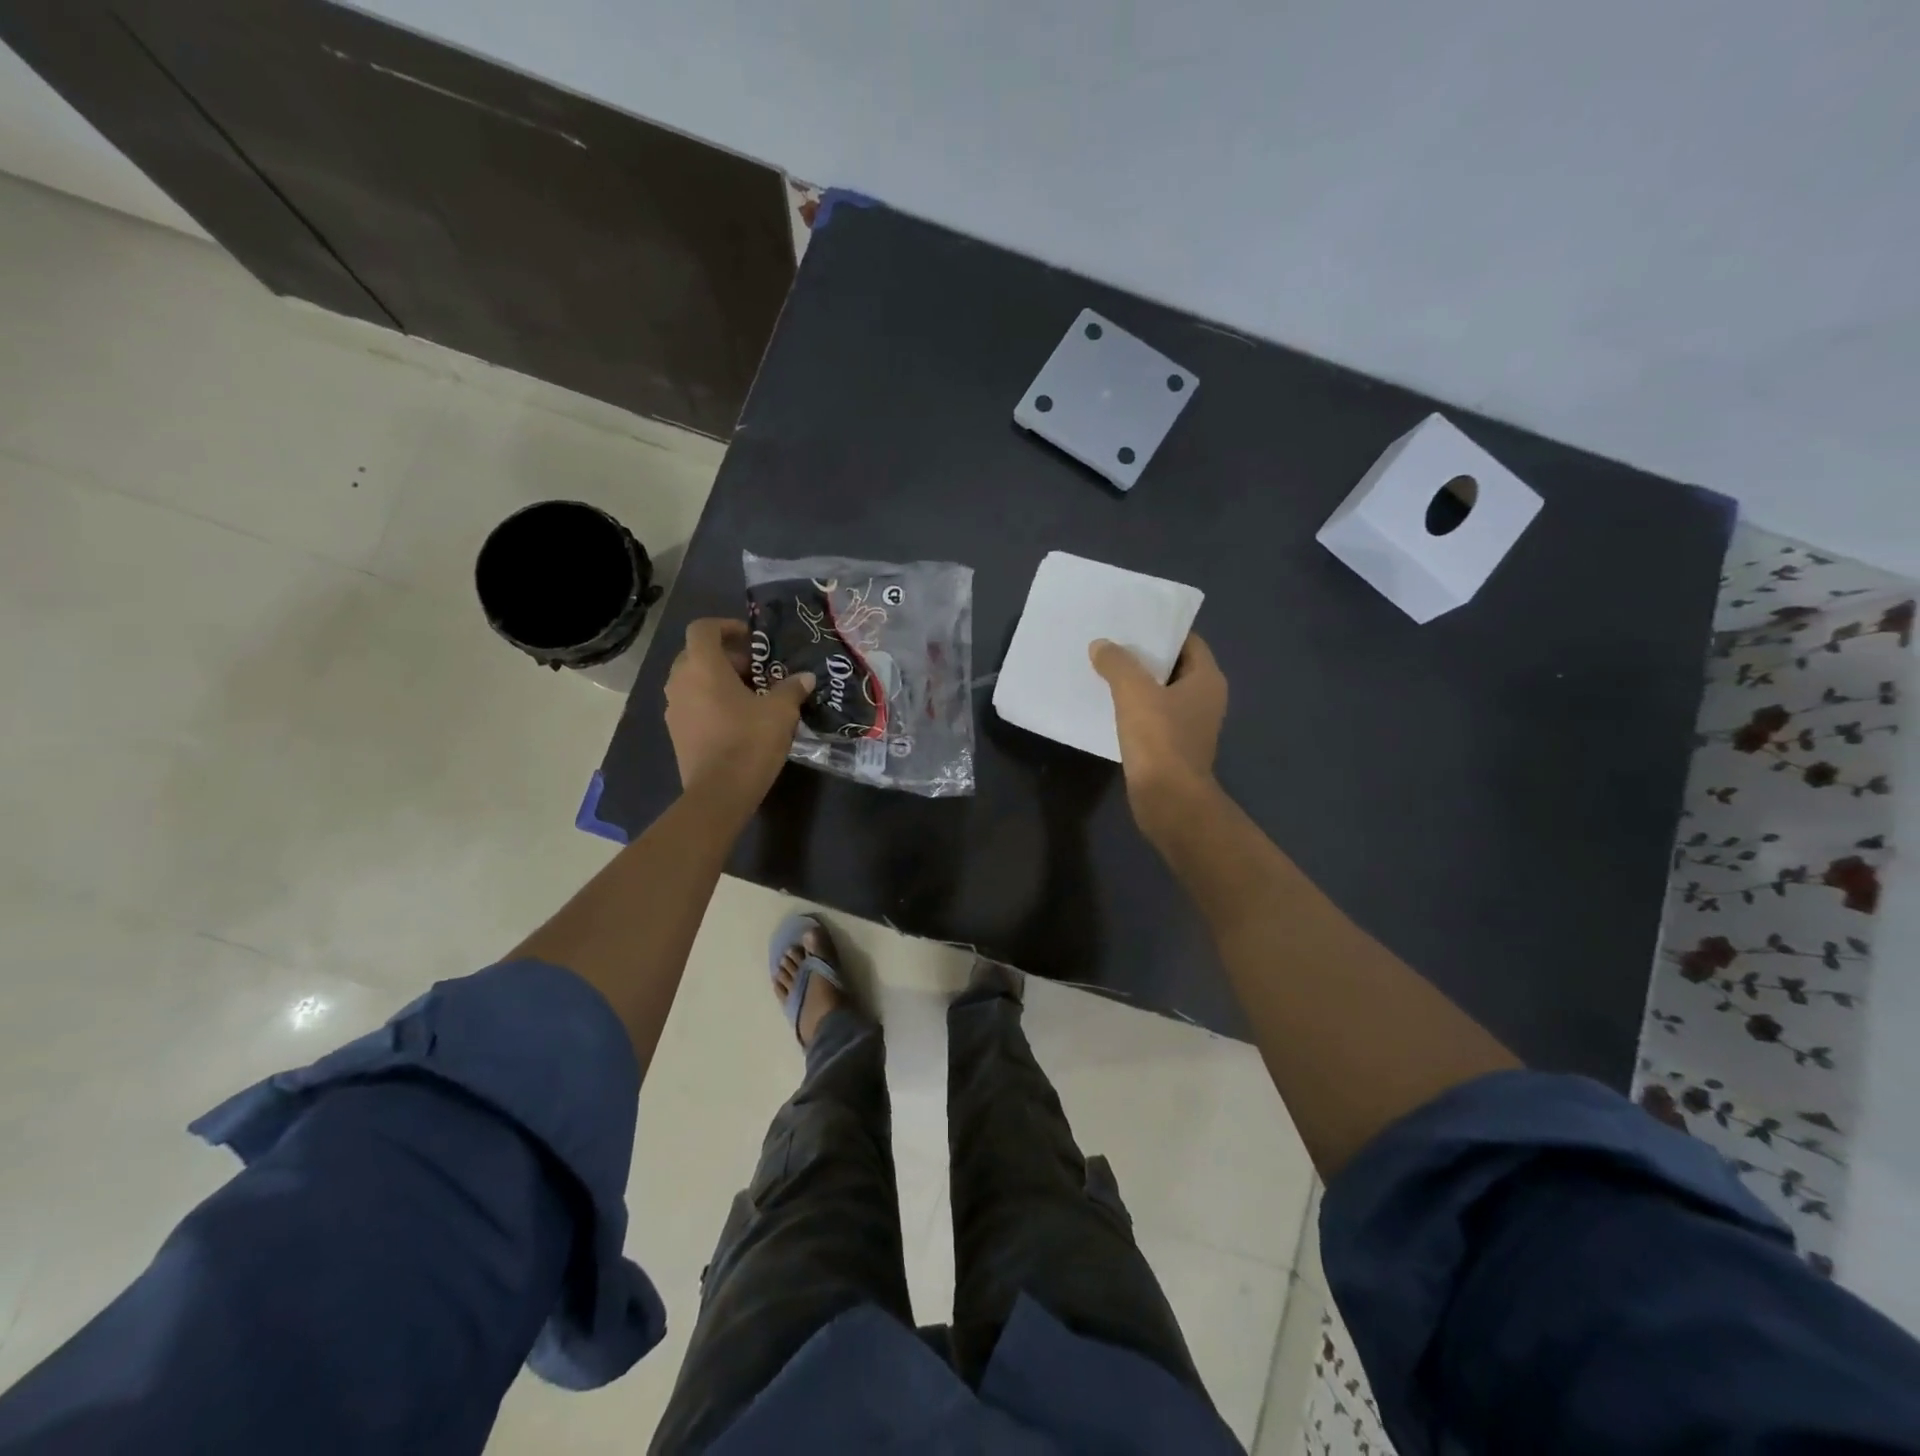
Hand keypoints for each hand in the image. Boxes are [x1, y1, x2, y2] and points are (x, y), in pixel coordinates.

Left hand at [665, 618, 813, 807]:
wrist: (719, 792)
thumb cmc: (749, 741)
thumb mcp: (781, 711)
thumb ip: (792, 688)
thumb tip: (805, 677)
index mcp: (702, 666)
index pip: (703, 628)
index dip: (726, 626)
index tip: (751, 638)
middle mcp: (680, 681)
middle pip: (698, 654)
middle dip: (728, 657)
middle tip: (758, 671)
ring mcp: (674, 708)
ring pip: (694, 680)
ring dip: (719, 681)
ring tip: (751, 696)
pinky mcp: (676, 732)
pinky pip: (692, 704)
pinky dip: (711, 702)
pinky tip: (738, 720)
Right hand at [1090, 633, 1228, 833]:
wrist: (1169, 800)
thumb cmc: (1159, 739)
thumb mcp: (1134, 693)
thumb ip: (1117, 664)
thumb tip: (1101, 645)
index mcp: (1207, 679)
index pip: (1188, 641)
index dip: (1161, 631)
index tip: (1131, 623)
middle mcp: (1205, 699)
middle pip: (1173, 666)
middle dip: (1143, 656)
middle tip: (1111, 643)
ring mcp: (1190, 725)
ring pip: (1161, 693)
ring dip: (1136, 684)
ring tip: (1103, 670)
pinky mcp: (1173, 747)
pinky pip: (1153, 717)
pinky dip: (1134, 709)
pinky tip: (1107, 705)